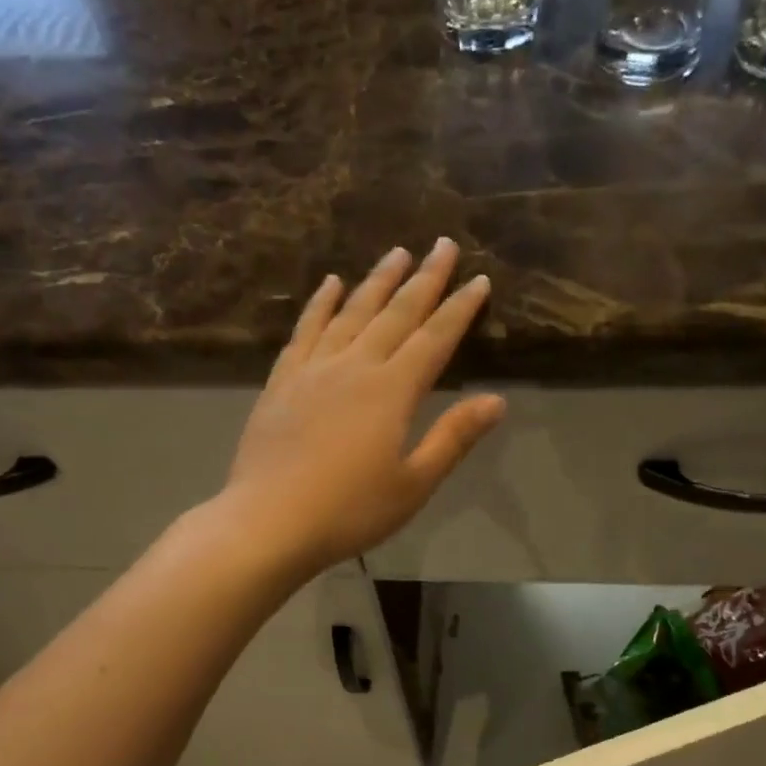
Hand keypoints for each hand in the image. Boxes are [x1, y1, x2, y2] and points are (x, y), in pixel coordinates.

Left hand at [220, 239, 505, 577]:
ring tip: (396, 254)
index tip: (479, 279)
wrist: (268, 521)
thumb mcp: (413, 484)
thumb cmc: (349, 511)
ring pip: (351, 313)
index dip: (460, 308)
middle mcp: (354, 366)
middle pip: (396, 313)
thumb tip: (497, 400)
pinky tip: (329, 284)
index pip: (434, 338)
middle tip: (442, 244)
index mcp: (392, 391)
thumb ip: (453, 438)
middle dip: (424, 279)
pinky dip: (320, 304)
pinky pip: (305, 330)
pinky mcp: (282, 381)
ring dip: (376, 281)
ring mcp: (314, 370)